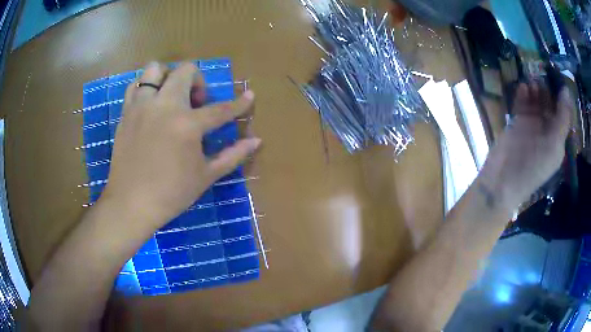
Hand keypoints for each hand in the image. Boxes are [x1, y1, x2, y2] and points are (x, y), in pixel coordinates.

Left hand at [102, 61, 260, 229]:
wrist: (131, 204)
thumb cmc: (171, 194)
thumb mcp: (205, 176)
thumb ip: (232, 155)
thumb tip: (256, 141)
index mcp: (187, 124)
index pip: (221, 109)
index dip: (239, 103)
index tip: (249, 96)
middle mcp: (164, 106)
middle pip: (186, 71)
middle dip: (198, 81)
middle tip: (196, 103)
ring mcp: (142, 106)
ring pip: (155, 69)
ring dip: (168, 77)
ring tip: (170, 97)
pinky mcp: (126, 112)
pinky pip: (135, 86)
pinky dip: (146, 88)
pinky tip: (150, 105)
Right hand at [478, 82, 572, 210]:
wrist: (504, 180)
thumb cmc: (534, 166)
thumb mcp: (554, 145)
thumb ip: (562, 118)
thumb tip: (566, 90)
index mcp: (557, 140)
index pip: (563, 115)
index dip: (561, 98)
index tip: (558, 79)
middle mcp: (546, 132)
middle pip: (549, 106)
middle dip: (547, 91)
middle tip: (542, 76)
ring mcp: (531, 127)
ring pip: (535, 103)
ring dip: (535, 91)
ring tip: (532, 81)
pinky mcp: (517, 124)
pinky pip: (522, 105)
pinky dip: (523, 95)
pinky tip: (523, 87)